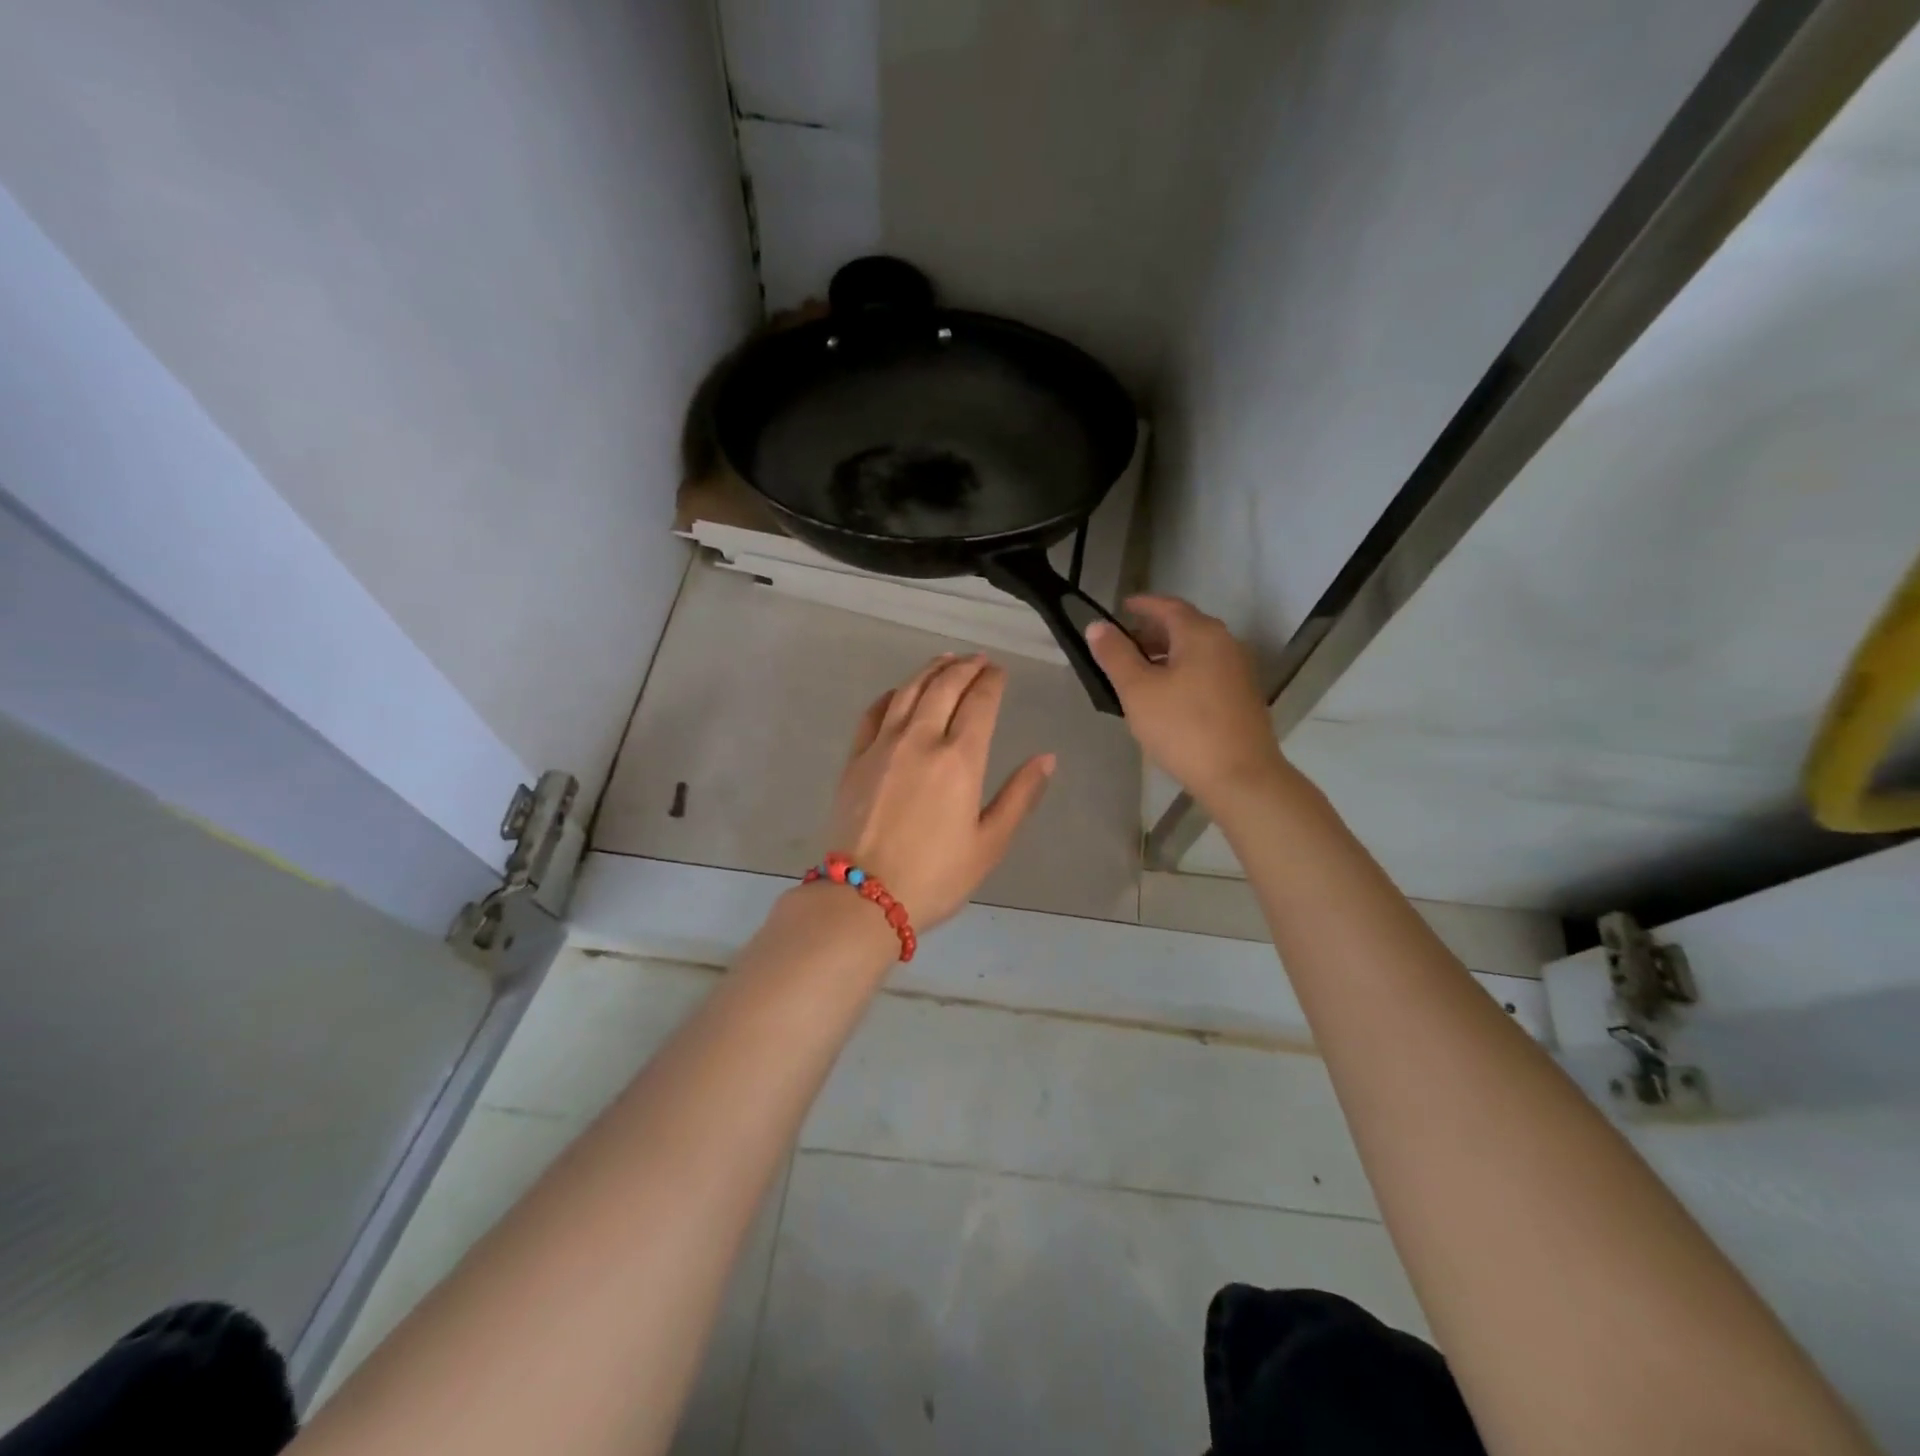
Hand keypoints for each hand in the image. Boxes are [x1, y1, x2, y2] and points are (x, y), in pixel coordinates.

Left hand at [822, 654, 1054, 929]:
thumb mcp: (989, 844)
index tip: (1000, 671)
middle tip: (978, 659)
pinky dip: (891, 695)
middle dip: (965, 667)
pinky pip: (873, 713)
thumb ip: (1020, 796)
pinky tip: (899, 692)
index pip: (980, 702)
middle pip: (944, 687)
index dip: (992, 681)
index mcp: (959, 759)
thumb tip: (1047, 758)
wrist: (862, 898)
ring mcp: (882, 746)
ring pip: (908, 691)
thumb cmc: (935, 877)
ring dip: (930, 671)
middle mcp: (920, 740)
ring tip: (945, 660)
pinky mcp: (855, 759)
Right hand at [1086, 596, 1285, 808]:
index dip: (1141, 604)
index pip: (1167, 605)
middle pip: (1184, 626)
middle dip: (1151, 631)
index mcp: (1201, 633)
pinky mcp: (1242, 696)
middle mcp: (1225, 643)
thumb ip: (1115, 655)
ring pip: (1196, 651)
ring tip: (1138, 673)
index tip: (1120, 607)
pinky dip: (1182, 671)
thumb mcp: (1138, 690)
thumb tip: (1097, 626)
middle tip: (1122, 645)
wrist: (1240, 776)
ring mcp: (1238, 670)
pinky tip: (1166, 696)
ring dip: (1166, 654)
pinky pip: (1206, 671)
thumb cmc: (1183, 728)